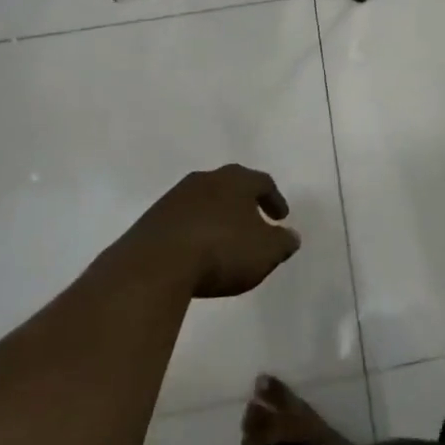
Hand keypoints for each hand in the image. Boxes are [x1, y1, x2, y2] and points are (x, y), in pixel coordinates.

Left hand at [113, 166, 300, 297]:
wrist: (155, 265)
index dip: (274, 200)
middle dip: (244, 204)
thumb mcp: (265, 252)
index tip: (281, 218)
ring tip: (224, 240)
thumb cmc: (221, 251)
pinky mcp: (152, 219)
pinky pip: (182, 220)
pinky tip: (195, 252)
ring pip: (204, 201)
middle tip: (254, 223)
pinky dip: (193, 231)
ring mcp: (175, 197)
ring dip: (216, 217)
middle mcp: (206, 179)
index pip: (262, 182)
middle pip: (231, 186)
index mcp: (236, 180)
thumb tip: (292, 236)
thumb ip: (283, 242)